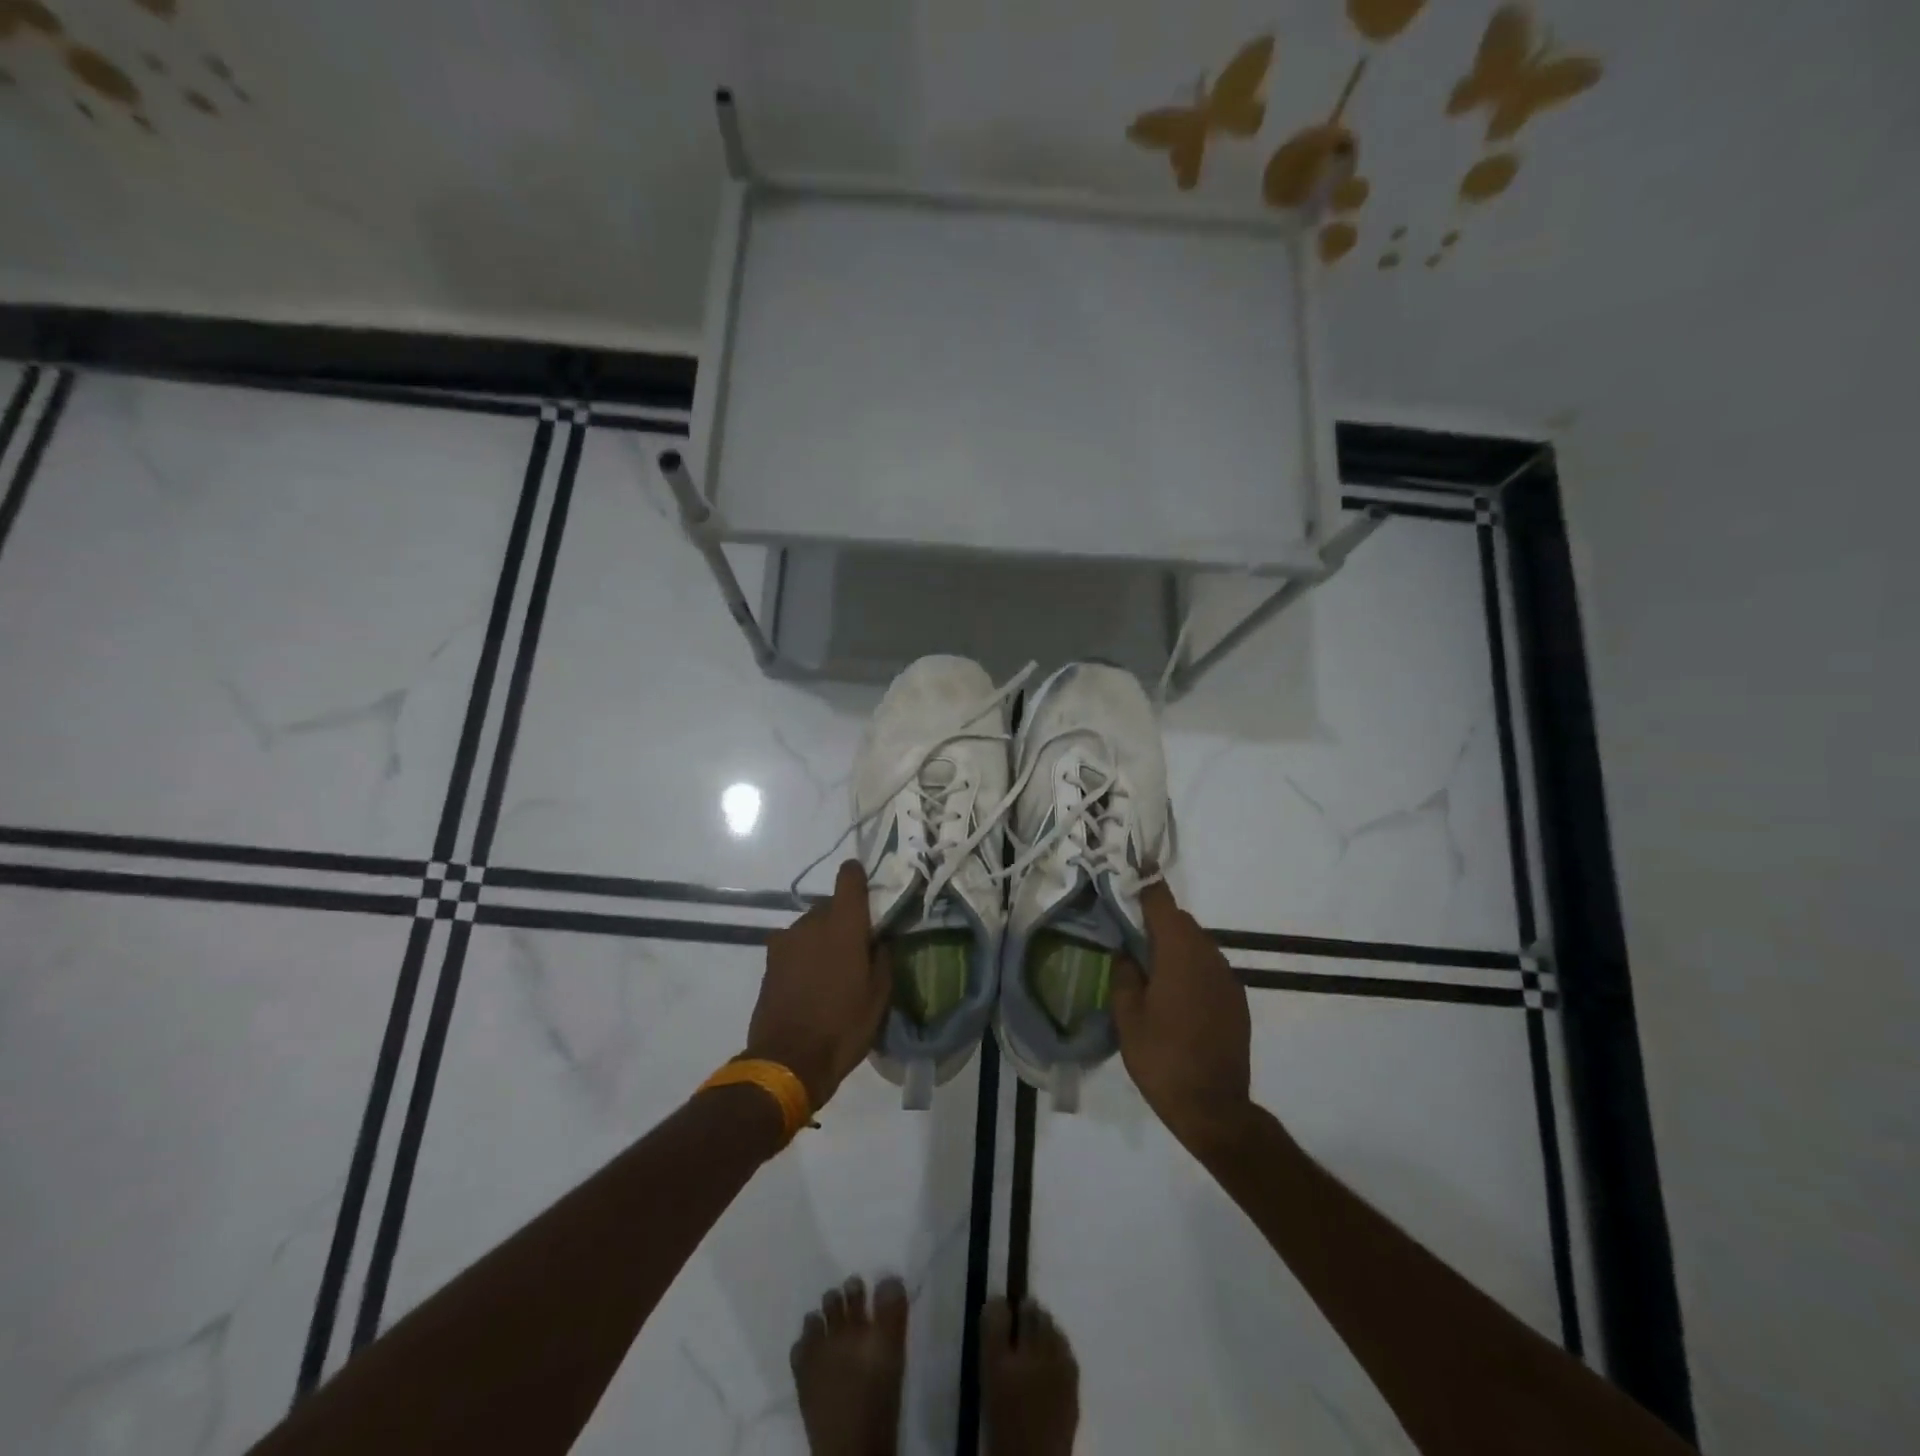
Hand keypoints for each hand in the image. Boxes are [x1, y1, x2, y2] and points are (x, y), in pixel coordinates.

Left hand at [745, 861, 890, 1110]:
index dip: (857, 875)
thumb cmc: (843, 1026)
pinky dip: (804, 955)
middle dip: (843, 919)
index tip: (866, 886)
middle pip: (830, 905)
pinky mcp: (770, 961)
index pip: (849, 878)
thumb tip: (879, 940)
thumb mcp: (879, 996)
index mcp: (844, 925)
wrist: (787, 1061)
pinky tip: (811, 982)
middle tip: (856, 947)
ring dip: (821, 938)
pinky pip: (794, 946)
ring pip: (810, 926)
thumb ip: (882, 958)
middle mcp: (812, 922)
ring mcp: (786, 940)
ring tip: (832, 970)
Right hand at [1110, 882, 1252, 1155]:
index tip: (1135, 867)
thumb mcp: (1127, 1017)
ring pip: (1197, 945)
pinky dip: (1191, 969)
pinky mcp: (1237, 1000)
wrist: (1215, 1108)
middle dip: (1157, 922)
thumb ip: (1124, 976)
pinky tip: (1175, 998)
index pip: (1162, 904)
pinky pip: (1209, 969)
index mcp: (1179, 953)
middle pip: (1181, 923)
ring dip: (1175, 947)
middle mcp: (1209, 956)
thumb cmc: (1162, 1059)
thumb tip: (1127, 954)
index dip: (1147, 884)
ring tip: (1150, 971)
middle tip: (1130, 937)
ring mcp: (1228, 978)